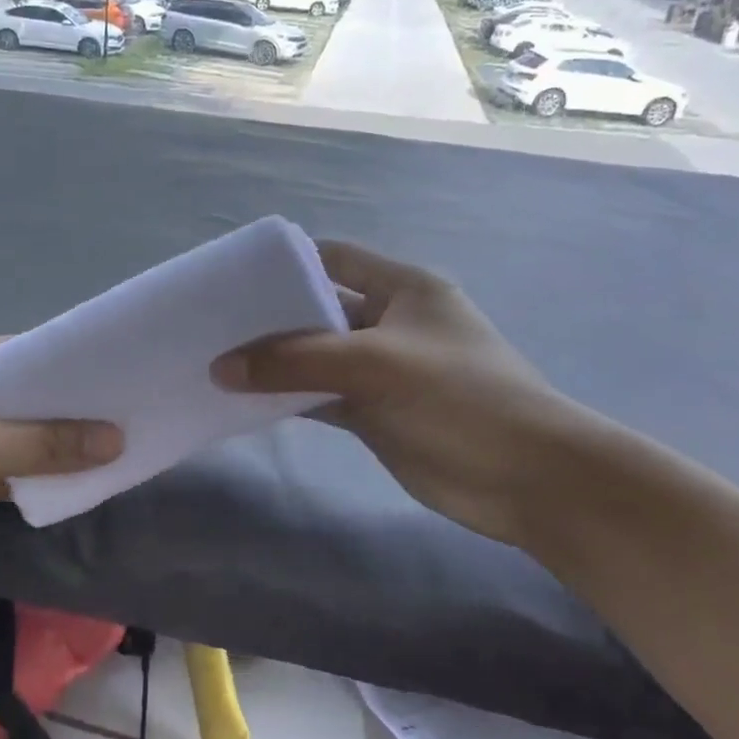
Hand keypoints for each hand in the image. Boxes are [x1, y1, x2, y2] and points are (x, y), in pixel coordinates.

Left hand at [0, 341, 120, 589]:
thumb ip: (41, 444)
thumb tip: (115, 438)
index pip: (18, 354)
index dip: (66, 364)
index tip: (115, 374)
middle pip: (21, 399)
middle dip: (67, 410)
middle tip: (125, 414)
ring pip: (15, 438)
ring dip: (53, 447)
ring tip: (113, 447)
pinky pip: (3, 471)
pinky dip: (32, 478)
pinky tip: (74, 482)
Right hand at [212, 242, 590, 548]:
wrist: (526, 479)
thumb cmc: (459, 399)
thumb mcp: (374, 365)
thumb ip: (295, 362)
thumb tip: (221, 366)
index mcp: (403, 289)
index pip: (335, 259)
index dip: (286, 264)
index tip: (233, 278)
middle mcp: (389, 323)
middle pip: (318, 311)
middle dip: (270, 318)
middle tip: (212, 326)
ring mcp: (382, 371)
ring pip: (316, 359)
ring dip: (275, 364)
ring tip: (216, 363)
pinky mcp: (375, 413)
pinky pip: (321, 398)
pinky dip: (289, 400)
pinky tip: (247, 403)